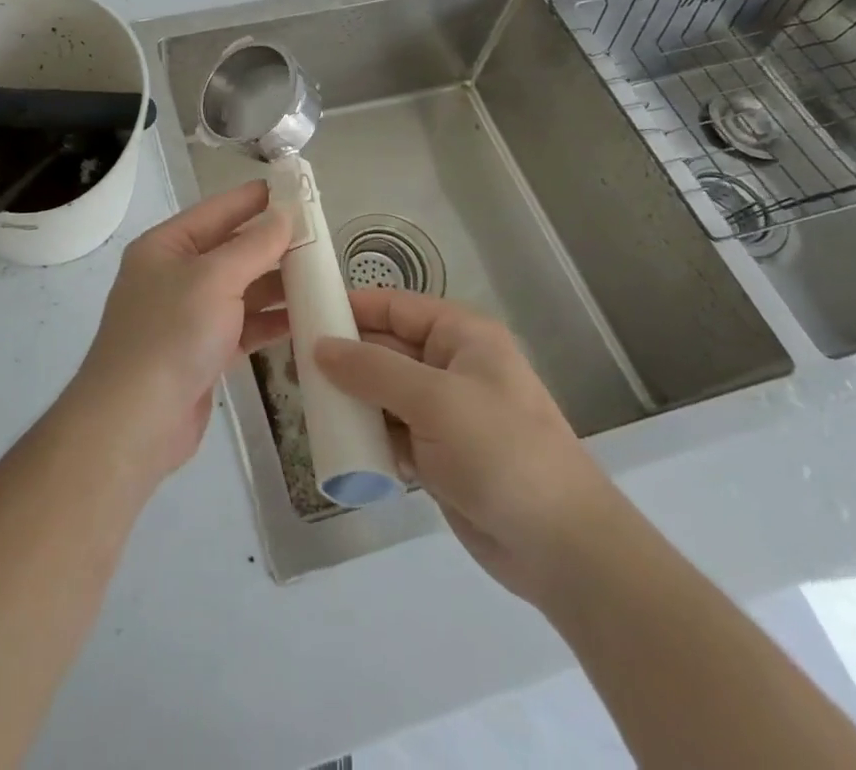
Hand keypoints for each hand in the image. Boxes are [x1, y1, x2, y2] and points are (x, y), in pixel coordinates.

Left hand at [69, 181, 291, 482]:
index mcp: (166, 246)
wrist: (135, 422)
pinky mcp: (203, 352)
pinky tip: (306, 318)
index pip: (217, 211)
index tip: (295, 189)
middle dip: (272, 244)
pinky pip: (243, 325)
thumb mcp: (214, 279)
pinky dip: (270, 321)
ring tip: (322, 275)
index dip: (254, 199)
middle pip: (231, 250)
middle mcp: (175, 275)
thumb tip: (284, 215)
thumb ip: (254, 246)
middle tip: (321, 236)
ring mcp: (188, 315)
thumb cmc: (171, 334)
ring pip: (241, 290)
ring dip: (277, 284)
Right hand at [315, 290, 618, 602]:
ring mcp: (445, 413)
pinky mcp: (439, 455)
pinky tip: (335, 440)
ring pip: (384, 392)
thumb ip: (372, 370)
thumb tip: (319, 346)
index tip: (303, 314)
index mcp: (461, 336)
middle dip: (344, 356)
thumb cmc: (501, 451)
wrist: (562, 548)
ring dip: (351, 397)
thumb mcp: (434, 400)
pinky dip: (366, 434)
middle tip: (293, 365)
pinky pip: (391, 431)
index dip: (351, 307)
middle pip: (386, 348)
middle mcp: (451, 366)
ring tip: (305, 402)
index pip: (395, 306)